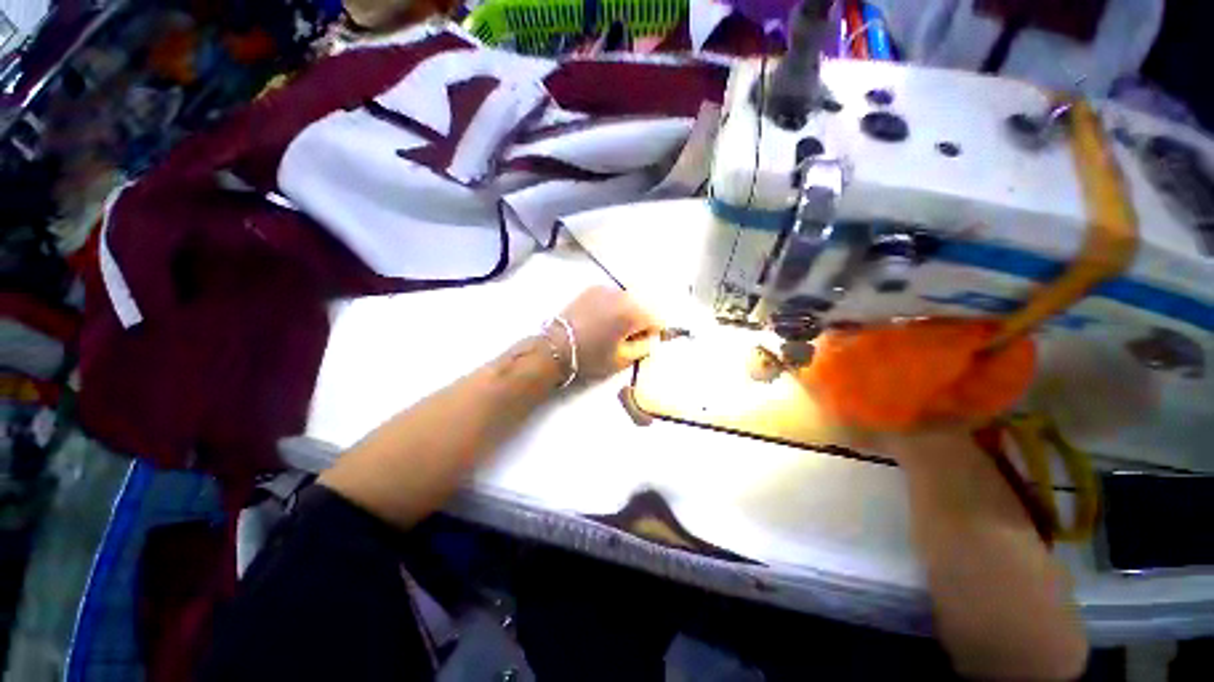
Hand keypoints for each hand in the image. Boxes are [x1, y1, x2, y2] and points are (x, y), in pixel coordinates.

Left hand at [552, 286, 659, 380]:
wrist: (556, 346)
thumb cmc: (591, 356)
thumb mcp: (622, 359)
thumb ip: (644, 347)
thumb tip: (651, 338)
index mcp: (632, 312)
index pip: (658, 318)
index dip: (653, 333)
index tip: (642, 343)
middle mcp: (622, 294)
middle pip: (645, 305)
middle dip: (641, 320)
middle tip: (627, 337)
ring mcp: (606, 288)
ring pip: (629, 299)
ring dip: (628, 312)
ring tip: (612, 328)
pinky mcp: (593, 288)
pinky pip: (613, 296)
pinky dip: (614, 306)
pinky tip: (601, 319)